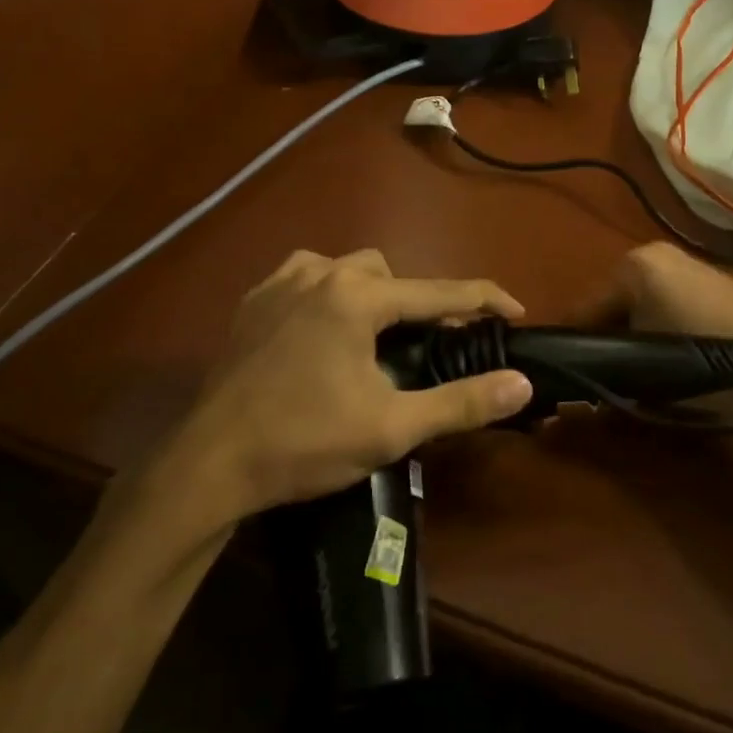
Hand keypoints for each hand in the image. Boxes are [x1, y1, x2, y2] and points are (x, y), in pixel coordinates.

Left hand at [166, 249, 533, 527]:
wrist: (211, 463)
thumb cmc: (305, 442)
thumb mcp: (391, 427)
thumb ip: (460, 402)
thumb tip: (520, 383)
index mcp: (356, 297)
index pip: (437, 290)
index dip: (483, 298)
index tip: (515, 310)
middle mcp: (318, 273)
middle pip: (389, 272)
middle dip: (416, 300)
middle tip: (428, 343)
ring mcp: (278, 283)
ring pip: (343, 269)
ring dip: (370, 293)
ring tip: (375, 337)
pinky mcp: (252, 302)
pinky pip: (304, 279)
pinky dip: (328, 295)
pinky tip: (324, 332)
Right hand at [585, 244, 732, 423]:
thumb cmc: (713, 360)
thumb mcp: (653, 374)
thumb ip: (609, 375)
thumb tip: (577, 392)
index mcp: (631, 269)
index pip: (582, 311)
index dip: (575, 349)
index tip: (573, 379)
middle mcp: (651, 254)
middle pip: (610, 303)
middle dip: (607, 338)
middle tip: (609, 377)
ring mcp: (682, 261)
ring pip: (637, 302)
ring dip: (634, 331)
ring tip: (641, 369)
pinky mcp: (706, 274)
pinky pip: (663, 298)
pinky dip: (658, 322)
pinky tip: (670, 351)